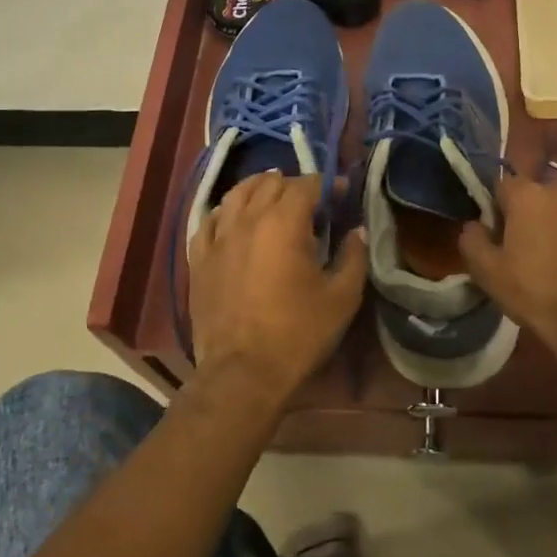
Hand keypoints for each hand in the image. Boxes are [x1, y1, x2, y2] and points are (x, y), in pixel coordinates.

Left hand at [188, 172, 366, 399]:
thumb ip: (353, 257)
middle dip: (293, 185)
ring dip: (258, 190)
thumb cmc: (298, 334)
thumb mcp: (342, 297)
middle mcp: (248, 220)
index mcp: (285, 223)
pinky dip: (226, 212)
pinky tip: (235, 220)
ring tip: (272, 200)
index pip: (306, 185)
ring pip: (236, 194)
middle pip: (270, 183)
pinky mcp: (199, 259)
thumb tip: (357, 231)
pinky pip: (209, 220)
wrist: (242, 373)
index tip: (341, 194)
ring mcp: (218, 238)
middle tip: (311, 202)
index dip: (327, 184)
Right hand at [458, 172, 556, 386]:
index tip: (503, 233)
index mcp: (529, 195)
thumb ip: (473, 241)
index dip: (502, 208)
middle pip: (545, 192)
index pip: (505, 186)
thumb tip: (473, 225)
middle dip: (539, 212)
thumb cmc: (539, 296)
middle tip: (539, 246)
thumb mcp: (489, 275)